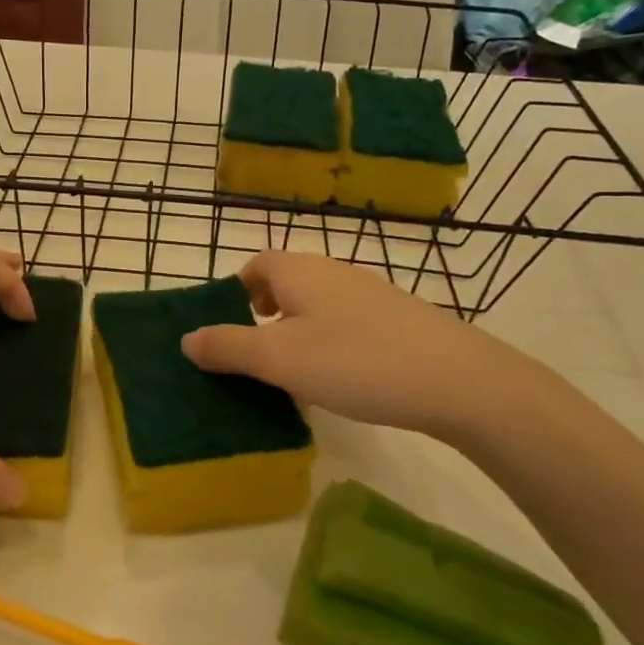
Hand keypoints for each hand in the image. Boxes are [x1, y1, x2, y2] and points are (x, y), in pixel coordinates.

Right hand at [180, 251, 547, 449]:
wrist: (457, 379)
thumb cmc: (355, 361)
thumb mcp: (279, 359)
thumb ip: (228, 347)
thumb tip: (186, 339)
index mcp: (299, 271)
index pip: (256, 265)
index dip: (235, 291)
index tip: (227, 327)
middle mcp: (332, 271)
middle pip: (285, 281)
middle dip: (263, 312)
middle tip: (253, 354)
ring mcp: (369, 293)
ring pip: (316, 303)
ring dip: (295, 329)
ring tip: (291, 371)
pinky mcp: (398, 318)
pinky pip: (345, 321)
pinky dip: (328, 341)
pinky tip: (339, 377)